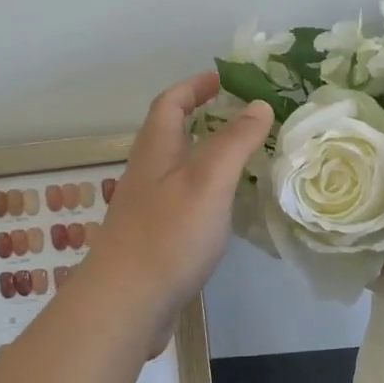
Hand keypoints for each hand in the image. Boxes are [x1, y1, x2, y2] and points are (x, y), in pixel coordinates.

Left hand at [82, 73, 271, 332]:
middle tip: (242, 116)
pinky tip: (225, 207)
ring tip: (242, 157)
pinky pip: (182, 199)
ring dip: (205, 154)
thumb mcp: (209, 180)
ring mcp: (147, 208)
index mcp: (155, 151)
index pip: (171, 103)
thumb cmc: (168, 236)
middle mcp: (147, 173)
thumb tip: (258, 104)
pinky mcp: (154, 238)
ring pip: (177, 168)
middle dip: (202, 117)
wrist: (125, 304)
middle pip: (171, 133)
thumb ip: (235, 141)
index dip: (194, 86)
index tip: (223, 78)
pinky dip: (205, 190)